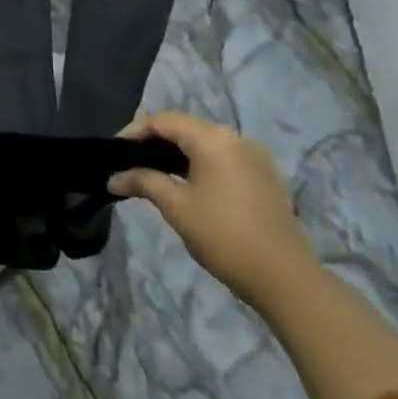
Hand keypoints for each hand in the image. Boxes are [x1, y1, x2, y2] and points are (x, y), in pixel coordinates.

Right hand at [109, 111, 318, 306]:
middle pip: (186, 128)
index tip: (114, 152)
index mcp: (213, 139)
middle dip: (155, 142)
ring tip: (153, 174)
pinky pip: (224, 159)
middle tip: (129, 163)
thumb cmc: (223, 235)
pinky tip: (187, 185)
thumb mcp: (175, 206)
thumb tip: (113, 178)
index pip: (164, 121)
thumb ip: (143, 182)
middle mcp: (236, 139)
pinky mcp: (265, 177)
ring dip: (177, 154)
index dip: (134, 131)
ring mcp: (255, 157)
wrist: (284, 277)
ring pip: (206, 144)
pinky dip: (200, 164)